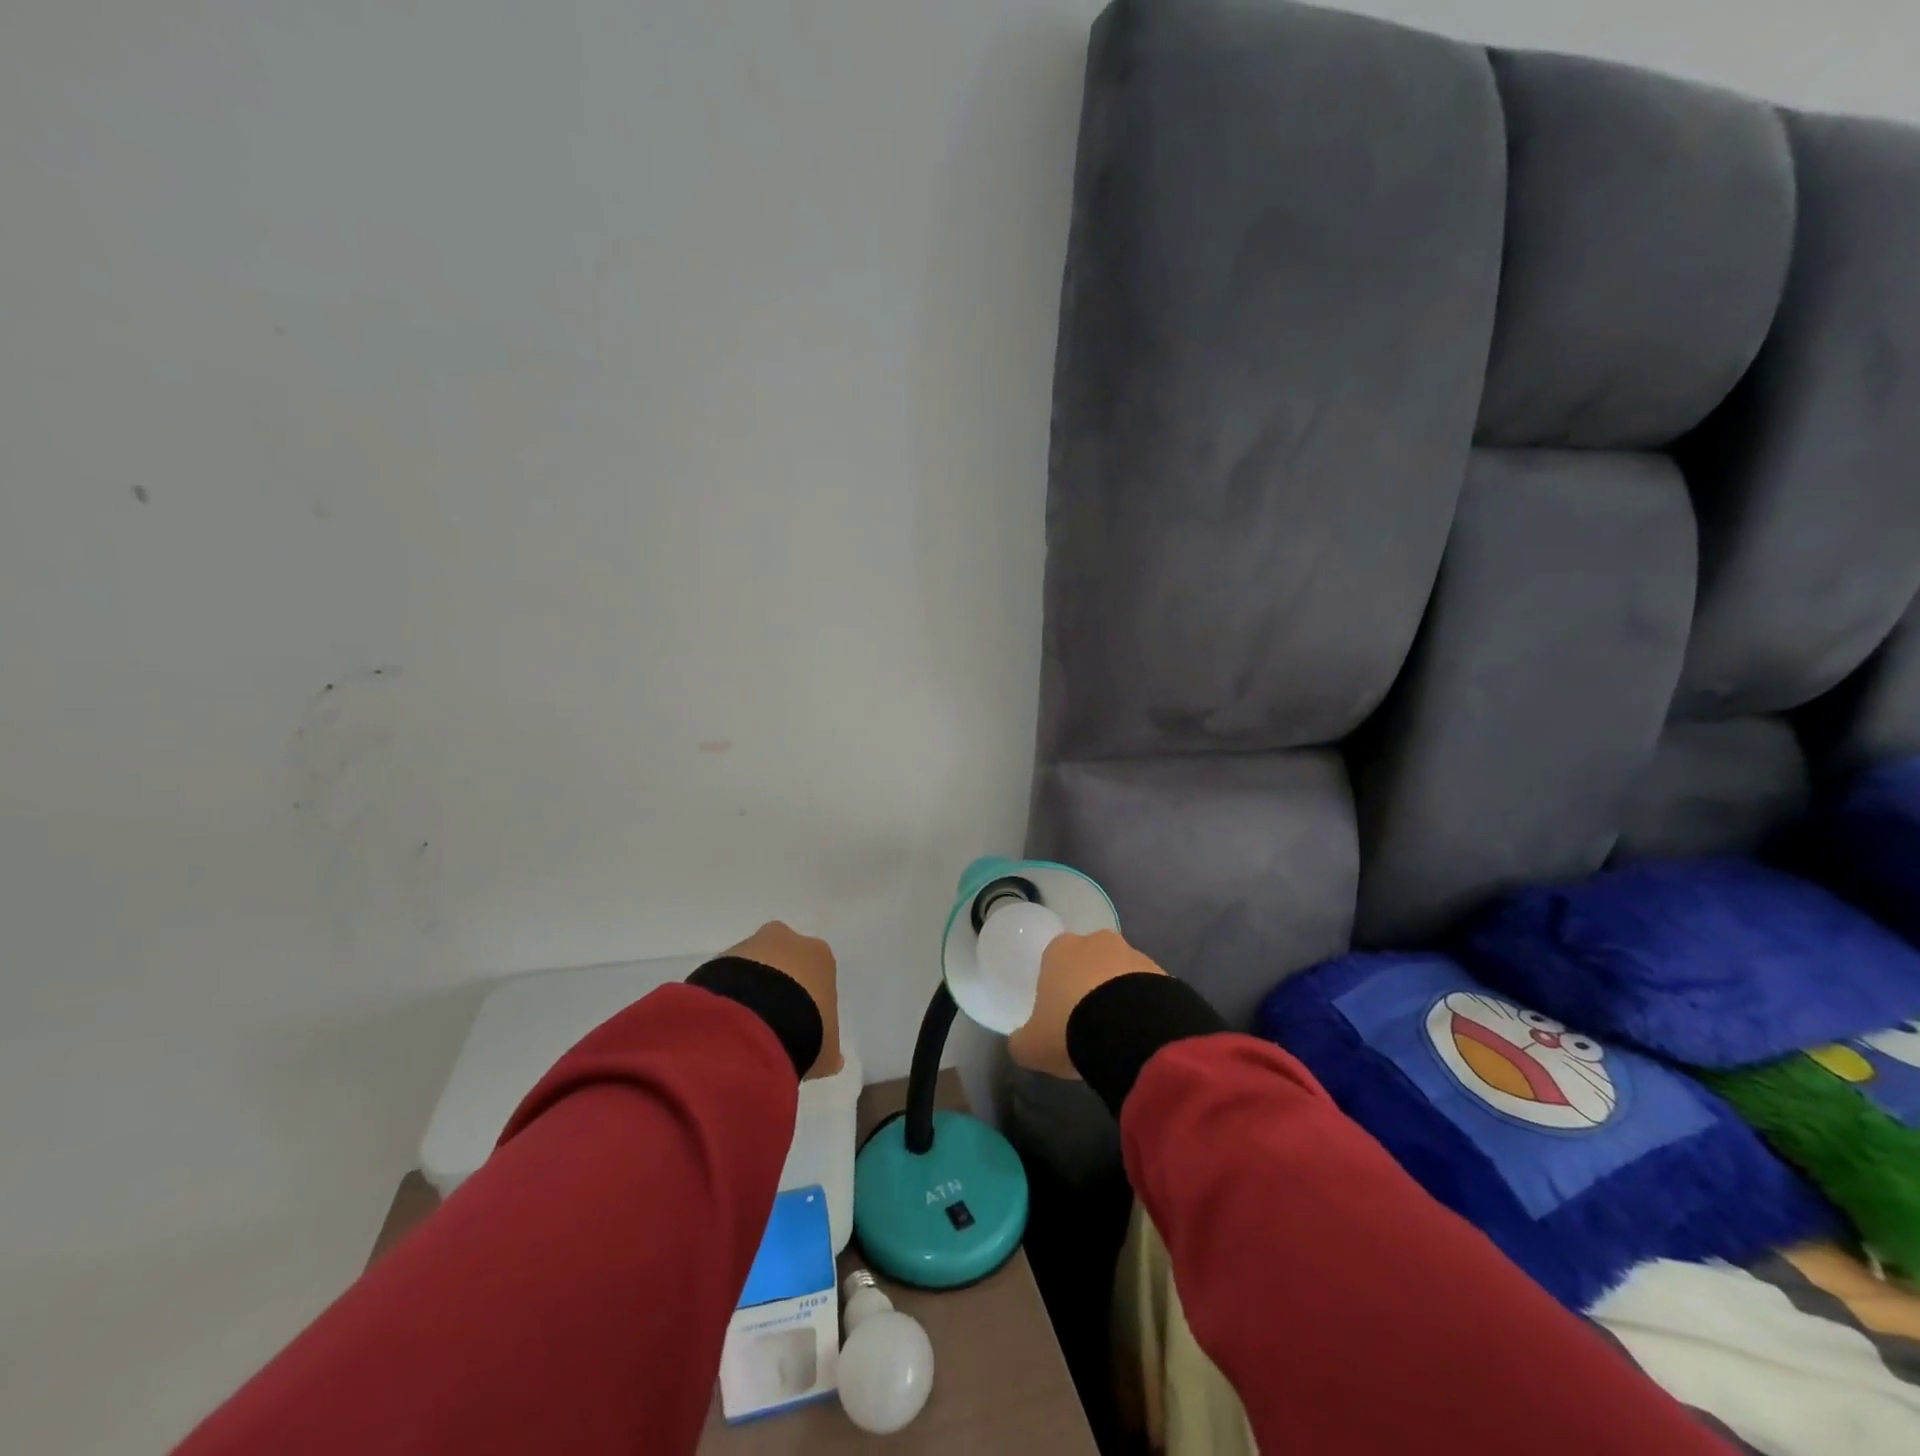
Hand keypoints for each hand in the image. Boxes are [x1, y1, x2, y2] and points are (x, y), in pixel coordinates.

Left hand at [722, 922, 842, 1078]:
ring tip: (745, 1031)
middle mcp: (787, 940)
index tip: (801, 1026)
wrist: (755, 1019)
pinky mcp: (720, 958)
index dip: (809, 1001)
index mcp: (819, 955)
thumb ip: (829, 1051)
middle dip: (777, 987)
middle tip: (771, 1025)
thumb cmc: (805, 1027)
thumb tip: (834, 1060)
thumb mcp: (827, 1050)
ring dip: (749, 992)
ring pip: (752, 967)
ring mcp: (750, 945)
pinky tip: (728, 1026)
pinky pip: (727, 978)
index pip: (816, 974)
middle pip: (783, 962)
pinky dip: (728, 998)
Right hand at [1008, 930, 1166, 1079]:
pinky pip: (1147, 991)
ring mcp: (1133, 954)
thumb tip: (1022, 1042)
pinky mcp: (1163, 973)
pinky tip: (1140, 1035)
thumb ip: (1022, 1040)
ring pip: (1121, 975)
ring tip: (1118, 1035)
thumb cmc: (1069, 1028)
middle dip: (1090, 987)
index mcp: (1060, 949)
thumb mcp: (1031, 1045)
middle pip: (1089, 963)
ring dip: (1119, 997)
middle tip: (1089, 1024)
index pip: (1054, 961)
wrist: (1129, 1031)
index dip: (1056, 988)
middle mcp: (1097, 942)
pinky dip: (1143, 1008)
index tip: (1059, 1016)